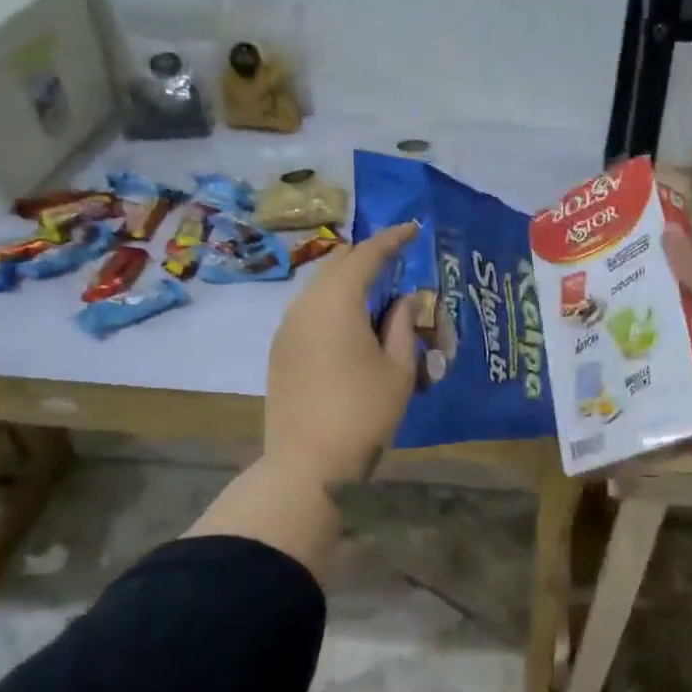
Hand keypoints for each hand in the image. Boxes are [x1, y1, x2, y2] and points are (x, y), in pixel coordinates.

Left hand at [265, 222, 420, 487]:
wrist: (308, 462)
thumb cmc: (363, 411)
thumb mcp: (399, 368)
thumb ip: (404, 325)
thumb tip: (404, 300)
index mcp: (336, 301)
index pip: (366, 255)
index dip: (392, 239)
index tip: (412, 229)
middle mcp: (305, 305)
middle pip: (337, 265)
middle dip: (367, 257)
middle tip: (396, 261)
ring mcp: (286, 328)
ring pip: (319, 288)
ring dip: (348, 283)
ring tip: (378, 295)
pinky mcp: (280, 351)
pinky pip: (309, 311)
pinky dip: (333, 305)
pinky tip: (352, 325)